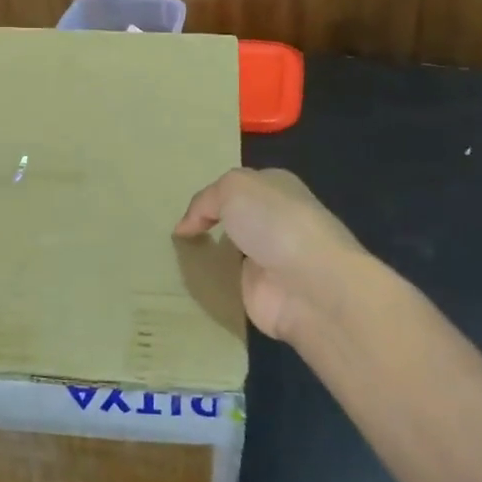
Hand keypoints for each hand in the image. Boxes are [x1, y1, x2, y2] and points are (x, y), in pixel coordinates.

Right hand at [174, 168, 371, 343]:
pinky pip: (227, 284)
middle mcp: (275, 222)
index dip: (212, 196)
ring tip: (173, 257)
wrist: (309, 284)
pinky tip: (187, 283)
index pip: (239, 188)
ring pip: (229, 252)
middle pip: (234, 220)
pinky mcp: (261, 293)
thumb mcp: (233, 188)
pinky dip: (210, 284)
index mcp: (277, 188)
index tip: (185, 210)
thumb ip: (205, 200)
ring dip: (208, 256)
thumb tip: (185, 227)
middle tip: (175, 232)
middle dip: (208, 225)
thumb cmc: (274, 221)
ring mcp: (270, 259)